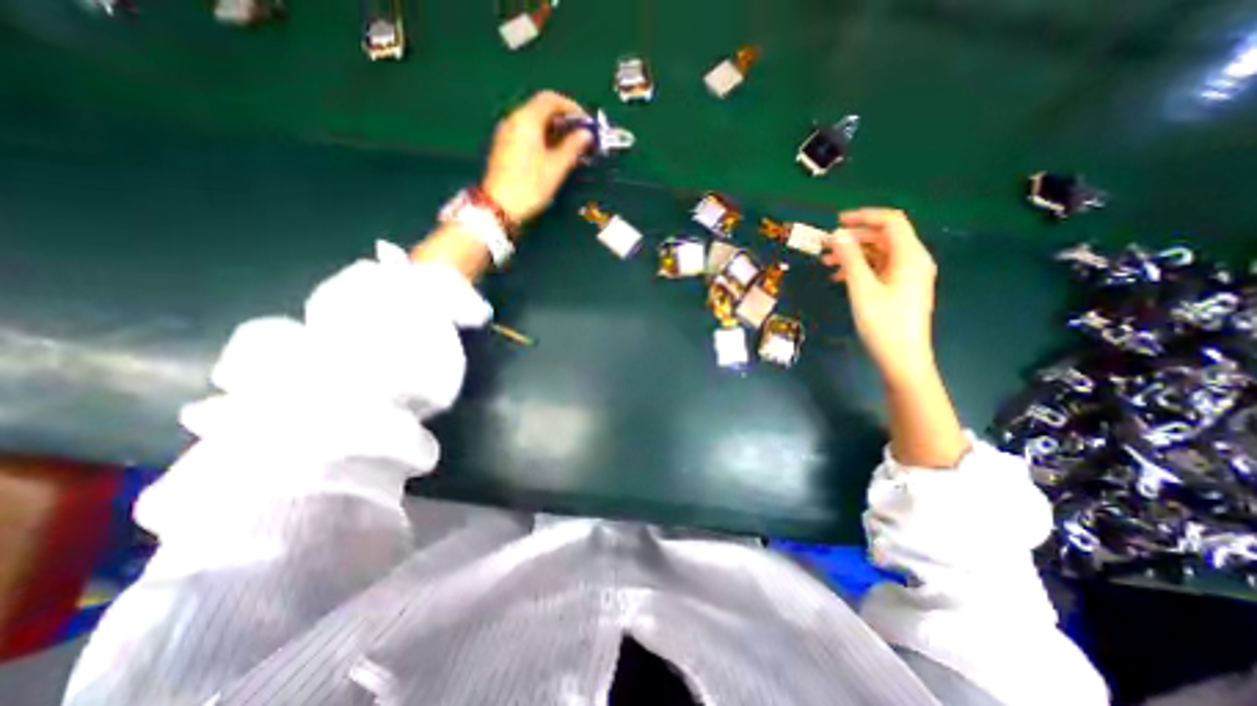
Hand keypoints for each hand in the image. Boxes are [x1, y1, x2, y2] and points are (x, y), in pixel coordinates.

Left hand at [484, 89, 594, 222]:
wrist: (499, 206)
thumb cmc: (530, 185)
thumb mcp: (556, 168)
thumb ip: (573, 147)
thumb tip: (586, 134)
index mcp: (527, 119)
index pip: (551, 99)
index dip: (572, 108)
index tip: (587, 123)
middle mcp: (514, 120)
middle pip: (541, 109)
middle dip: (564, 120)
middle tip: (581, 137)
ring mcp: (506, 133)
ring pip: (534, 122)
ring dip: (554, 131)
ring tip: (571, 148)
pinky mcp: (504, 147)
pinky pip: (526, 133)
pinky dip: (543, 138)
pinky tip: (554, 155)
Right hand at [823, 211, 937, 386]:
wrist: (902, 358)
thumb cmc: (883, 324)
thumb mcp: (862, 289)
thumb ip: (850, 259)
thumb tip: (837, 234)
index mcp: (910, 256)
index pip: (891, 221)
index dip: (864, 217)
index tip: (836, 222)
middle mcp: (913, 260)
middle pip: (883, 237)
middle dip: (853, 238)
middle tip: (825, 246)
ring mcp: (907, 275)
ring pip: (879, 254)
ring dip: (853, 254)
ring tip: (826, 263)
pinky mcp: (900, 288)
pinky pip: (879, 269)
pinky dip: (859, 268)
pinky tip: (839, 277)